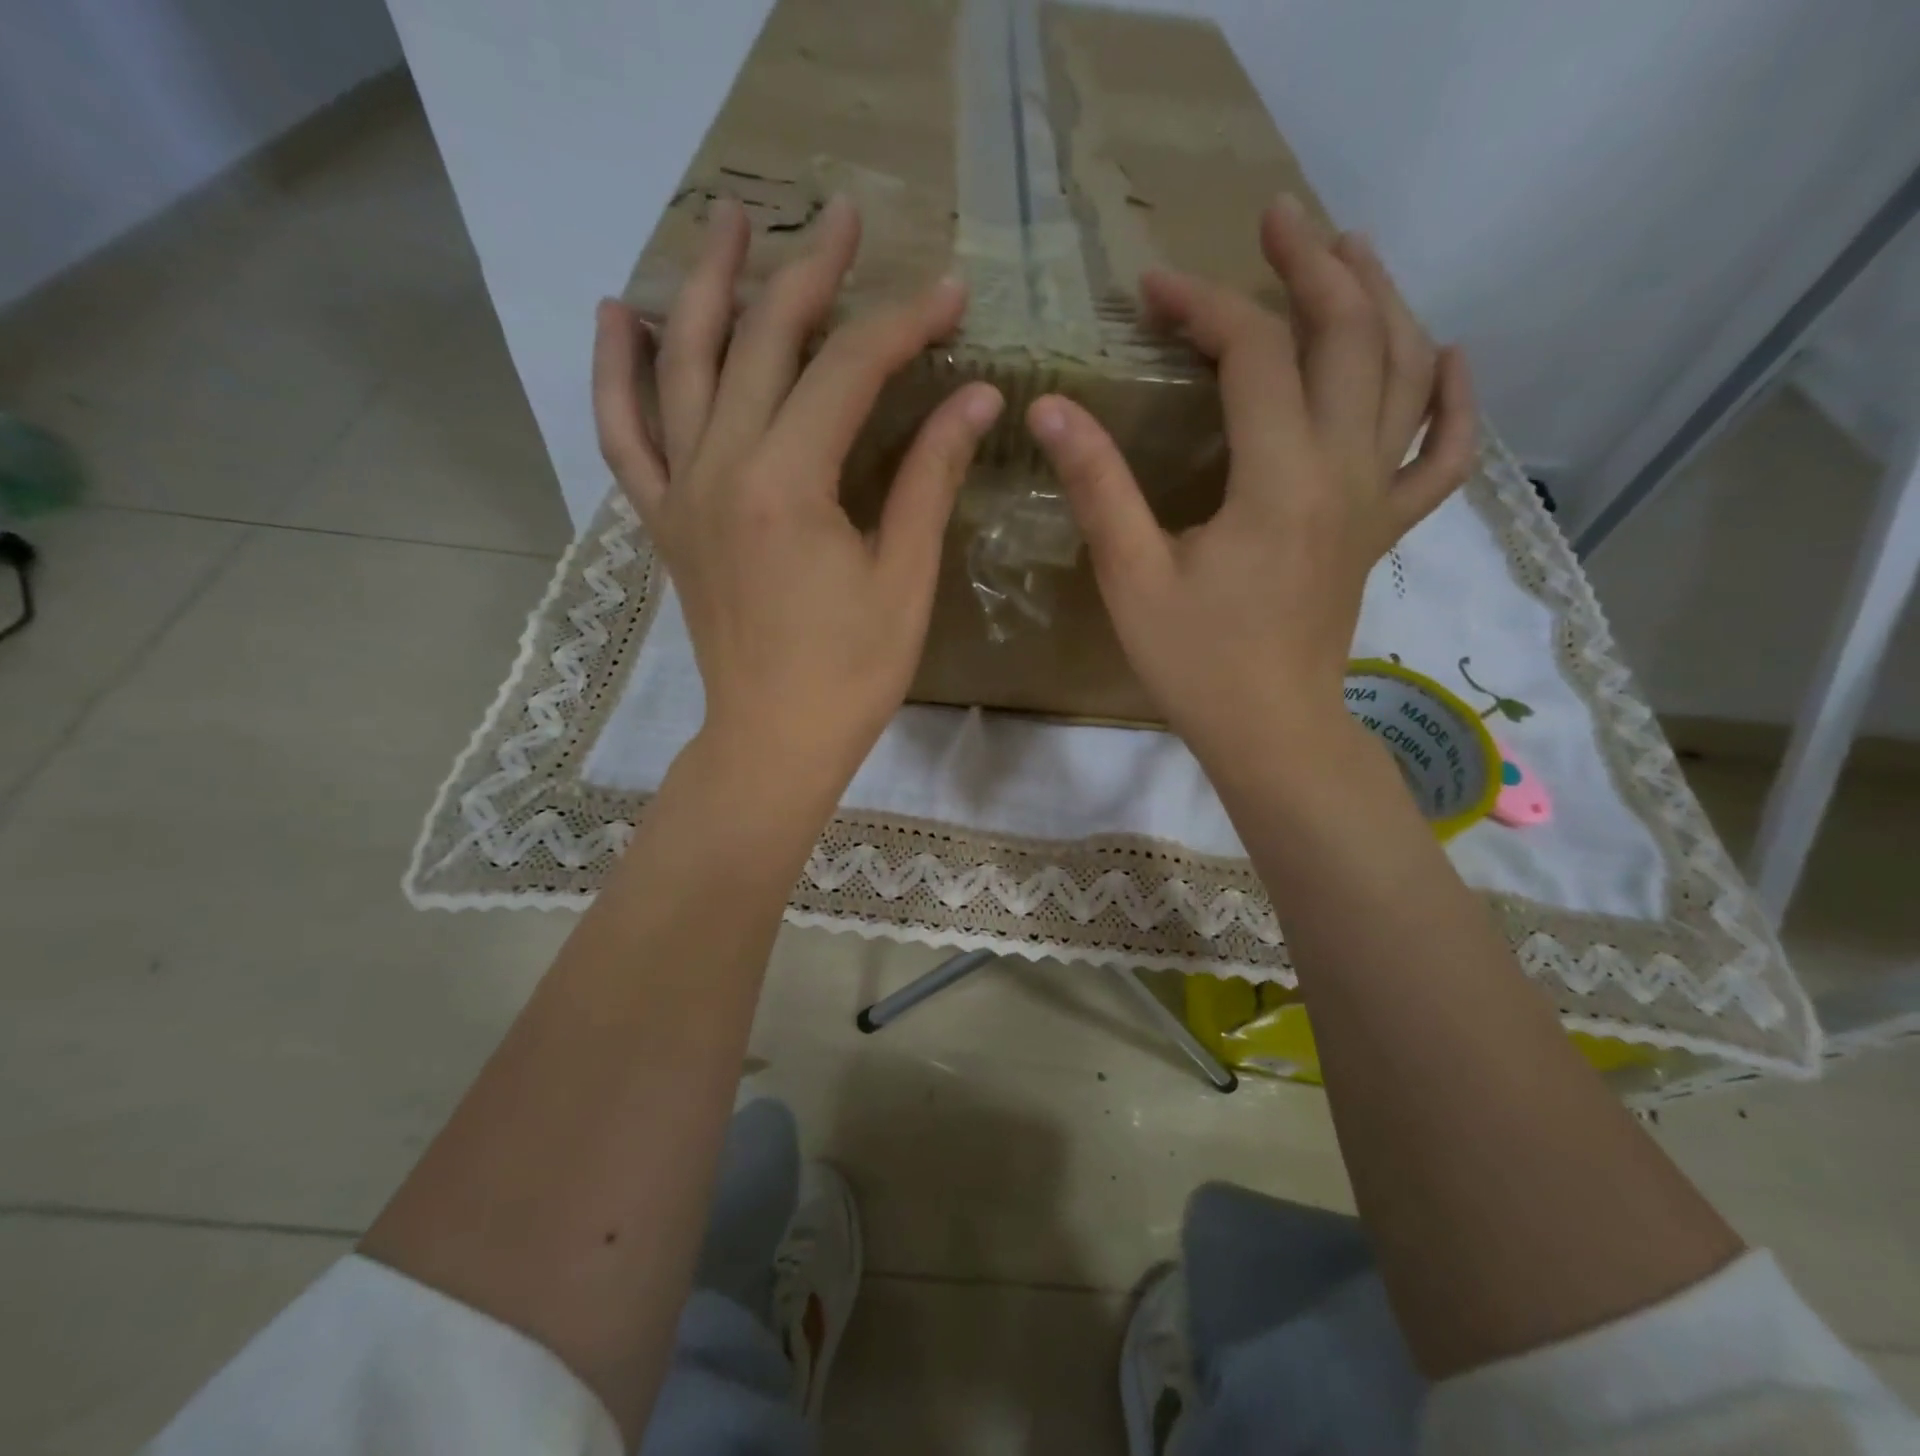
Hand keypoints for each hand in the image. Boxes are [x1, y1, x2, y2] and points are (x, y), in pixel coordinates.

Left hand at [593, 196, 1003, 796]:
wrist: (772, 740)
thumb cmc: (850, 673)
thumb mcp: (903, 578)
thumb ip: (929, 478)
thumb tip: (974, 398)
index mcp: (786, 483)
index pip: (848, 371)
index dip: (903, 324)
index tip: (950, 293)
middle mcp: (720, 467)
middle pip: (765, 342)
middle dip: (811, 272)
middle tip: (845, 216)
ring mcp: (681, 491)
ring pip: (686, 364)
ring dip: (710, 284)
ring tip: (729, 219)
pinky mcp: (664, 520)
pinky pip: (624, 433)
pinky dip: (617, 371)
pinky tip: (624, 315)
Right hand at [1026, 195, 1476, 777]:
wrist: (1271, 731)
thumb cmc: (1197, 663)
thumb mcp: (1132, 577)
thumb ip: (1098, 486)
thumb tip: (1052, 408)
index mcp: (1280, 480)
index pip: (1254, 357)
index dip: (1203, 307)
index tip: (1152, 289)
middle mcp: (1343, 471)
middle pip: (1351, 337)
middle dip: (1312, 266)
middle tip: (1277, 218)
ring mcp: (1375, 499)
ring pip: (1405, 374)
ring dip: (1383, 301)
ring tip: (1351, 253)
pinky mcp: (1381, 529)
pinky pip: (1443, 455)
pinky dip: (1454, 400)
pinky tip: (1449, 357)